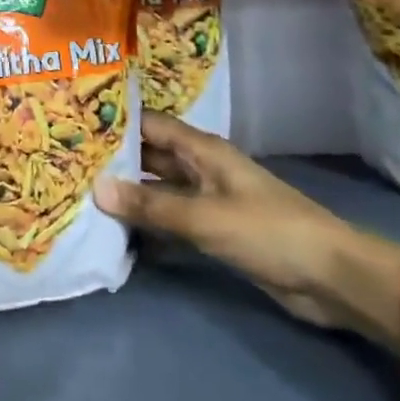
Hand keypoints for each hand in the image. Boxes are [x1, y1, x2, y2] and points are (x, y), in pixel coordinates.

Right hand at [96, 112, 399, 338]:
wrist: (330, 277)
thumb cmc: (268, 232)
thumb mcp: (205, 217)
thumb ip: (151, 205)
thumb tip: (96, 187)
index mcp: (203, 150)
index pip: (151, 125)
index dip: (116, 122)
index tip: (75, 124)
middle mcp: (202, 168)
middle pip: (153, 156)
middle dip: (116, 159)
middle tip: (69, 163)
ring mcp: (209, 200)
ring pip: (160, 189)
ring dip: (130, 193)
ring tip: (84, 195)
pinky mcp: (215, 230)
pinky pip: (172, 219)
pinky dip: (149, 223)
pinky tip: (119, 232)